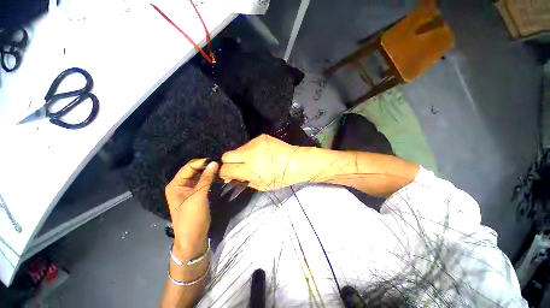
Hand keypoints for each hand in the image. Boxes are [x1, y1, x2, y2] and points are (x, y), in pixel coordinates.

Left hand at [165, 159, 217, 259]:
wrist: (193, 238)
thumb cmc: (192, 217)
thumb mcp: (199, 196)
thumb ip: (206, 178)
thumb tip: (214, 162)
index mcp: (175, 184)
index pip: (188, 167)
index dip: (201, 162)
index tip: (216, 159)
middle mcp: (181, 185)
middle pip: (194, 171)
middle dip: (206, 167)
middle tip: (220, 163)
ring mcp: (189, 190)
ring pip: (200, 176)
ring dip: (209, 172)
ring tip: (221, 168)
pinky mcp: (197, 195)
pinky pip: (203, 183)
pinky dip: (210, 179)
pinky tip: (218, 176)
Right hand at [219, 135, 310, 190]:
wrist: (297, 162)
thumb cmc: (281, 178)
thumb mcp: (261, 186)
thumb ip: (245, 181)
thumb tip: (233, 177)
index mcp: (251, 169)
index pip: (226, 169)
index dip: (225, 174)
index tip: (230, 176)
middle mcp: (250, 153)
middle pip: (226, 155)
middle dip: (229, 163)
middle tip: (238, 168)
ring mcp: (255, 143)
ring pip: (238, 149)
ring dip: (242, 156)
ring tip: (255, 161)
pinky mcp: (261, 137)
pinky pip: (249, 145)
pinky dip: (251, 151)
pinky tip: (262, 154)